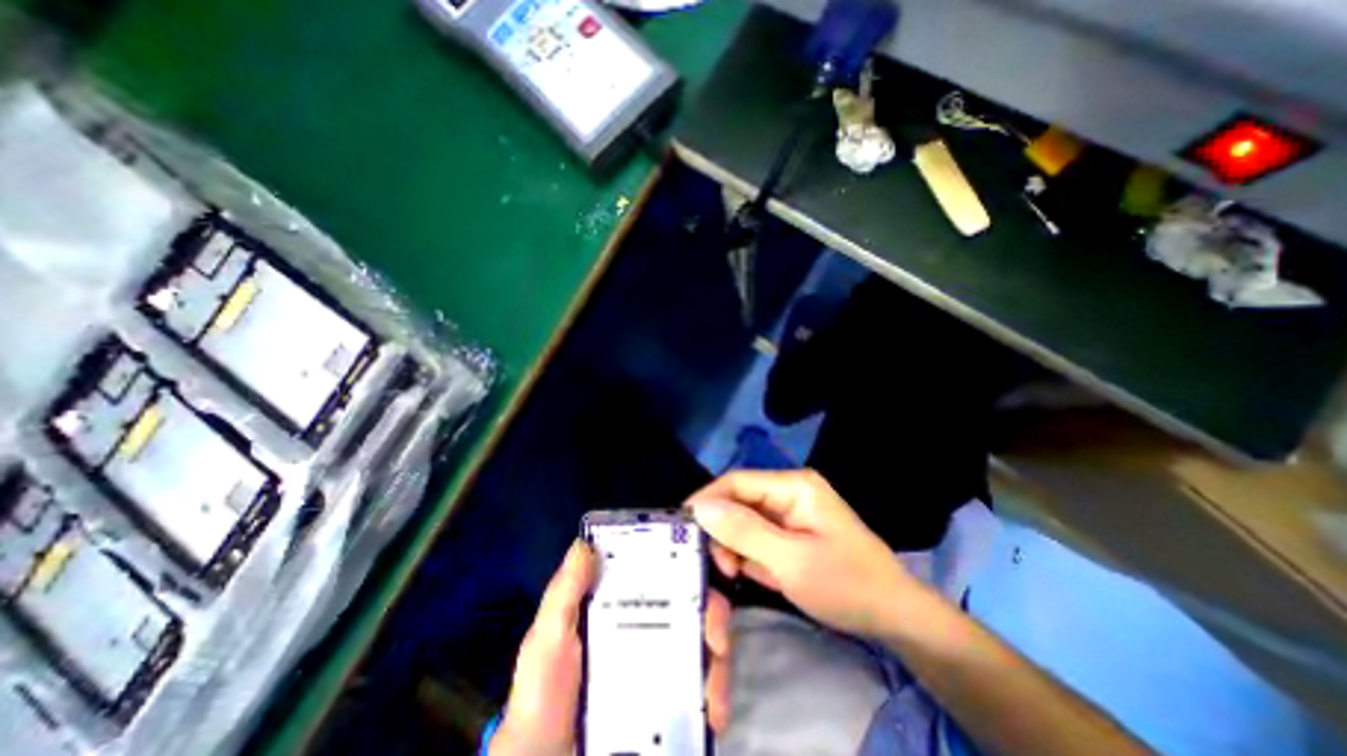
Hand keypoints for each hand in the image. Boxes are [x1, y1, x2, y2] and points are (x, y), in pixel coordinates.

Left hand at [489, 541, 733, 751]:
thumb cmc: (543, 696)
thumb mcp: (548, 640)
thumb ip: (564, 594)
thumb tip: (585, 543)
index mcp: (624, 605)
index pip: (661, 571)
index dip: (689, 559)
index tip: (709, 559)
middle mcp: (650, 626)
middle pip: (694, 604)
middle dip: (714, 610)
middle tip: (715, 633)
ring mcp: (663, 664)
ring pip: (705, 643)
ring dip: (720, 657)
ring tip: (712, 685)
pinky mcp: (672, 702)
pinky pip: (704, 689)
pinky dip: (716, 697)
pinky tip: (713, 714)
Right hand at [689, 474, 922, 637]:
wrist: (895, 617)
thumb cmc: (846, 585)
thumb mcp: (790, 561)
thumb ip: (743, 532)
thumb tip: (699, 507)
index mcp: (793, 485)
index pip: (737, 481)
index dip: (707, 499)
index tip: (681, 526)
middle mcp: (790, 490)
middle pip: (740, 500)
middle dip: (724, 530)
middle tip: (720, 565)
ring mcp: (792, 511)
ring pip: (746, 520)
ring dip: (737, 546)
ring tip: (739, 573)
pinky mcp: (793, 530)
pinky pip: (759, 535)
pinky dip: (752, 555)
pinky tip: (760, 575)